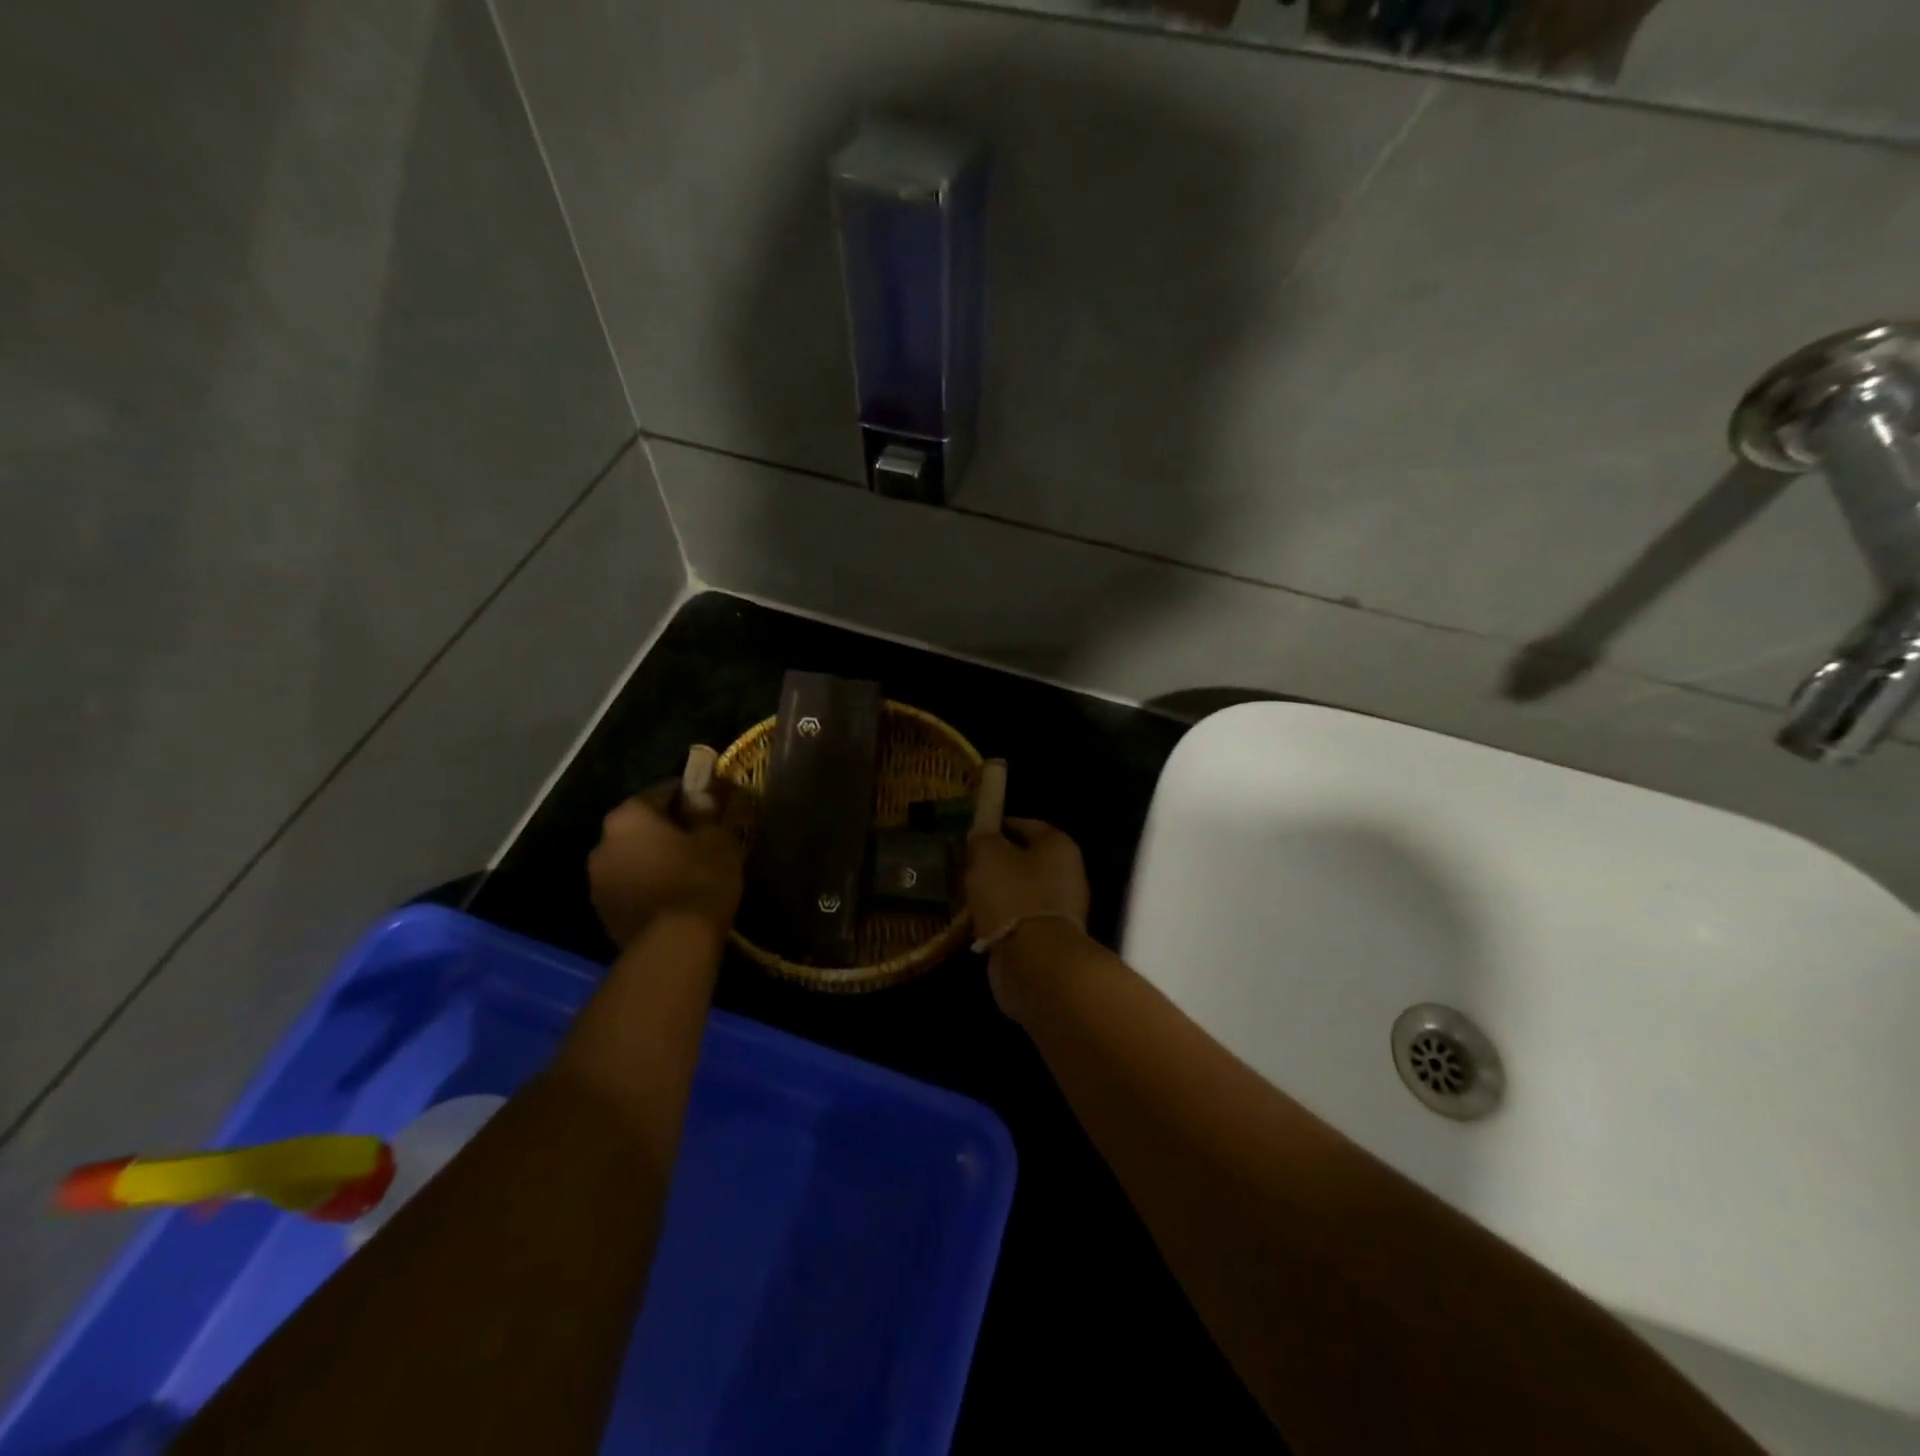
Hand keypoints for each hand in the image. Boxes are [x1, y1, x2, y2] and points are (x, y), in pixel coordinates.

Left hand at [588, 782, 744, 947]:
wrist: (674, 945)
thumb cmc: (699, 879)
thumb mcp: (719, 839)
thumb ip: (712, 812)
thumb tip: (707, 797)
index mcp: (628, 816)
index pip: (663, 792)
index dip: (692, 796)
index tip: (713, 806)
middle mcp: (603, 842)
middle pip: (642, 825)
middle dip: (669, 828)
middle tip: (702, 838)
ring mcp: (597, 880)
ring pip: (633, 856)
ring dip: (655, 857)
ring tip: (689, 870)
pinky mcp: (603, 911)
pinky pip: (630, 884)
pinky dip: (648, 883)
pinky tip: (674, 894)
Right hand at [966, 818, 1090, 1008]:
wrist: (1035, 961)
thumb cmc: (1013, 895)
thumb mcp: (988, 855)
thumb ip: (983, 839)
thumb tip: (982, 835)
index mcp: (1058, 846)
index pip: (1027, 825)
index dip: (999, 826)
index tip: (974, 833)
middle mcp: (1067, 874)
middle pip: (1025, 860)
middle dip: (997, 862)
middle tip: (966, 864)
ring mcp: (1060, 910)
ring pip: (1021, 892)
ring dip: (997, 893)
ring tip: (966, 894)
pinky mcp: (1048, 939)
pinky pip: (1018, 920)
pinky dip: (1000, 920)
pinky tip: (976, 922)